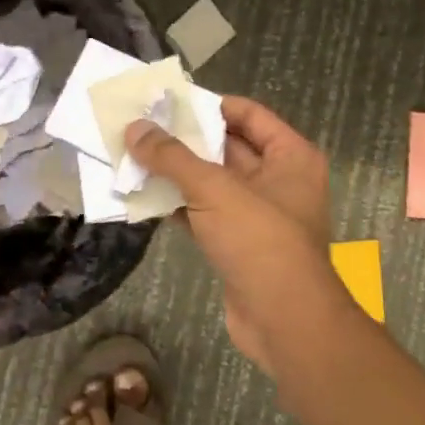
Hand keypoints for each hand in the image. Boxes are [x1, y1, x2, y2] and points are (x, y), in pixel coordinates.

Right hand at [126, 96, 347, 373]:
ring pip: (213, 183)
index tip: (168, 103)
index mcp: (290, 156)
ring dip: (177, 174)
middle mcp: (279, 180)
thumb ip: (173, 157)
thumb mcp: (215, 190)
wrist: (284, 322)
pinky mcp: (239, 244)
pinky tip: (143, 198)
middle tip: (141, 128)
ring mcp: (259, 215)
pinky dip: (178, 206)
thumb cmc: (260, 241)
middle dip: (185, 140)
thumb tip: (135, 128)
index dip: (209, 105)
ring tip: (133, 158)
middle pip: (227, 147)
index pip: (248, 114)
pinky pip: (205, 213)